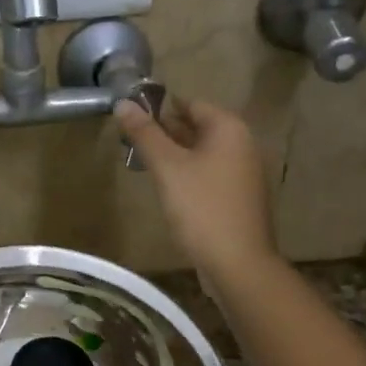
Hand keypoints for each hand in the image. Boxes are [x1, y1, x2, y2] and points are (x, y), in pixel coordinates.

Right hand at [115, 97, 278, 281]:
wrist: (238, 263)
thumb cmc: (201, 208)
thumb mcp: (167, 167)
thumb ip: (144, 134)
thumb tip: (123, 102)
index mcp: (228, 129)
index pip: (190, 103)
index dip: (158, 107)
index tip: (130, 117)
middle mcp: (242, 144)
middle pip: (197, 127)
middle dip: (164, 132)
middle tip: (129, 141)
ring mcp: (243, 172)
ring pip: (201, 152)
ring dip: (174, 154)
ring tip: (141, 162)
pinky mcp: (239, 197)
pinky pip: (209, 174)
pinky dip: (188, 174)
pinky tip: (166, 187)